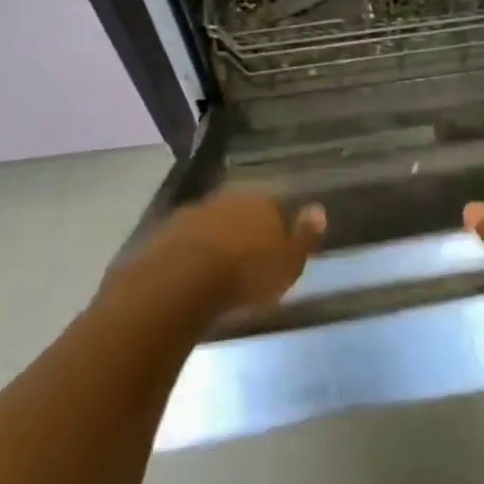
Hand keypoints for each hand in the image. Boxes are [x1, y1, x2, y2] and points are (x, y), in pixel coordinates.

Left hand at [116, 191, 324, 321]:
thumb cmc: (245, 275)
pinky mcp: (164, 233)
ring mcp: (192, 214)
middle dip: (244, 231)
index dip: (276, 228)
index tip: (275, 250)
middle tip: (247, 259)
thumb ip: (305, 236)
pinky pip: (186, 242)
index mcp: (261, 203)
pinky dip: (191, 254)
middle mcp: (226, 200)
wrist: (180, 283)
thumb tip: (318, 209)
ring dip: (216, 241)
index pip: (275, 208)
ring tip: (219, 271)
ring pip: (212, 224)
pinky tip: (192, 275)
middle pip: (241, 212)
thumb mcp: (288, 263)